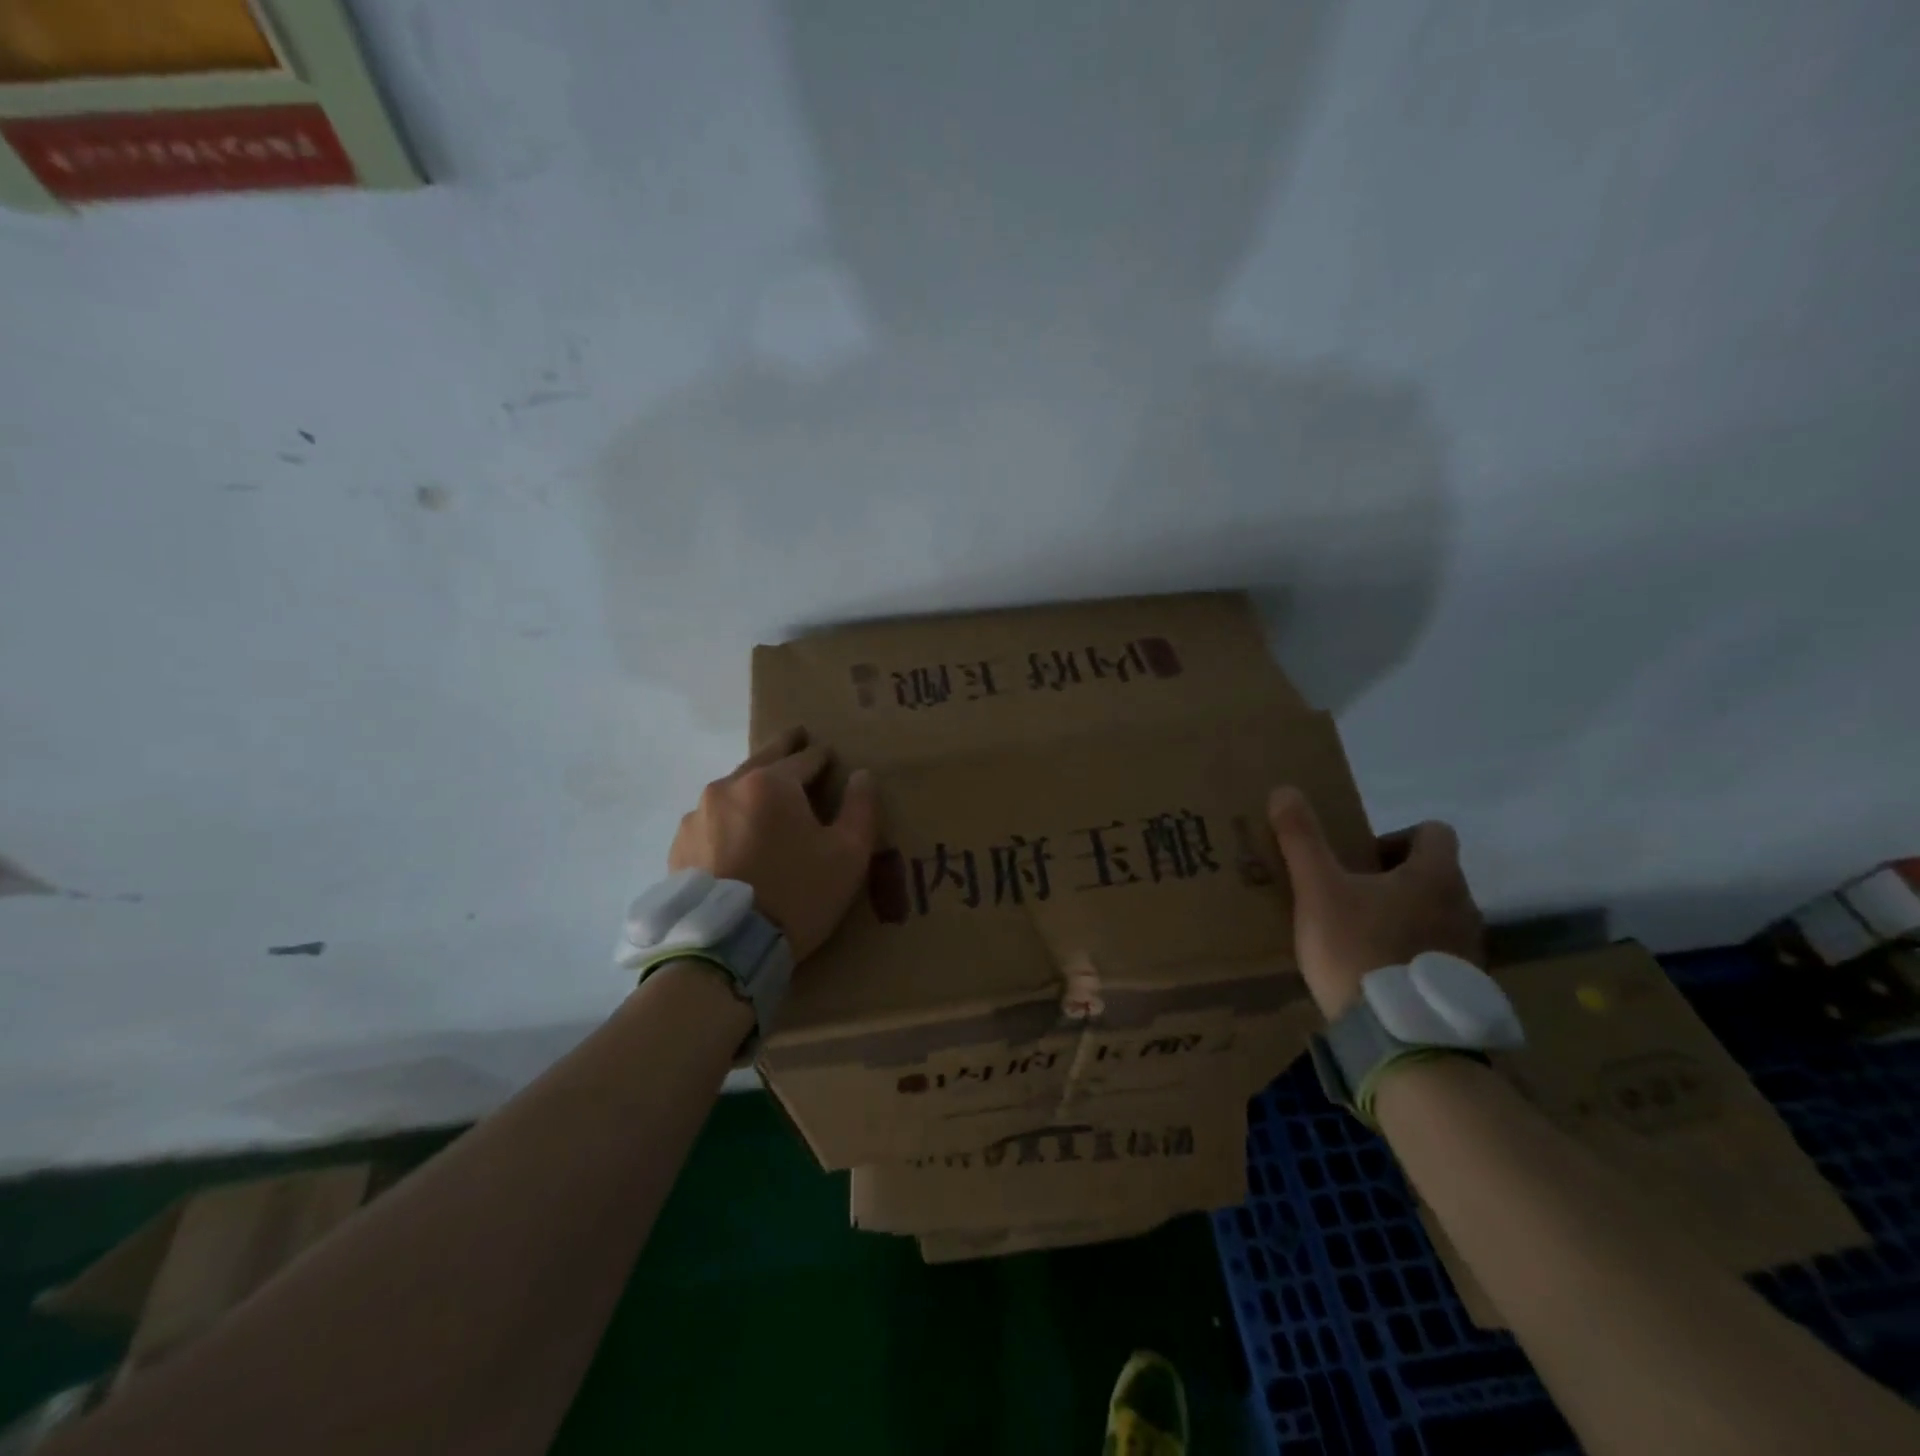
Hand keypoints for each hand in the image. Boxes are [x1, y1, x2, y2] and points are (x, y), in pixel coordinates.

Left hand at [670, 728, 879, 961]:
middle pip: (762, 761)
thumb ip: (860, 808)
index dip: (821, 757)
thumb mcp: (848, 855)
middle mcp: (728, 787)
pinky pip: (712, 820)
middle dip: (784, 749)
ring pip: (733, 790)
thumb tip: (862, 775)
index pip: (804, 758)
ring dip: (752, 789)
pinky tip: (737, 837)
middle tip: (796, 737)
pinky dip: (729, 819)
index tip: (829, 756)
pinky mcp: (680, 844)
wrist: (727, 947)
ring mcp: (698, 815)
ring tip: (766, 798)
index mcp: (771, 783)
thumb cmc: (798, 894)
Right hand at [1267, 787, 1484, 1018]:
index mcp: (1436, 875)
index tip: (1358, 860)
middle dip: (1390, 879)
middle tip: (1347, 897)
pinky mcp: (1461, 987)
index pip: (1433, 831)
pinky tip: (1374, 972)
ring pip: (1434, 914)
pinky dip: (1409, 953)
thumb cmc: (1359, 948)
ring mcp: (1469, 950)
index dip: (1394, 836)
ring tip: (1357, 936)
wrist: (1401, 1037)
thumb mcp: (1318, 889)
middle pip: (1432, 874)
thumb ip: (1301, 838)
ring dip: (1401, 916)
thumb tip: (1285, 790)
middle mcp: (1464, 906)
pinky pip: (1436, 953)